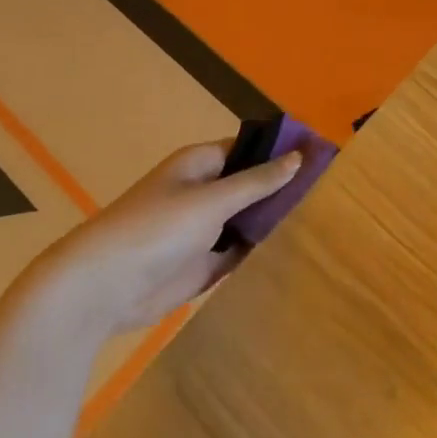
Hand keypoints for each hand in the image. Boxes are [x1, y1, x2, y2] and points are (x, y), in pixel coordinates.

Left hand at [28, 139, 300, 336]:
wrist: (104, 288)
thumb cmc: (156, 229)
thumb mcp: (212, 199)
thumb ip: (257, 181)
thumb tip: (298, 157)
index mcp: (199, 165)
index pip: (248, 149)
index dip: (281, 151)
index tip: (322, 156)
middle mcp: (203, 192)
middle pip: (252, 185)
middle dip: (283, 187)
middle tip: (332, 191)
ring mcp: (204, 229)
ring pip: (249, 218)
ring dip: (274, 220)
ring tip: (325, 218)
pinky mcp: (205, 262)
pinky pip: (242, 250)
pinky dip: (262, 250)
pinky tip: (296, 249)